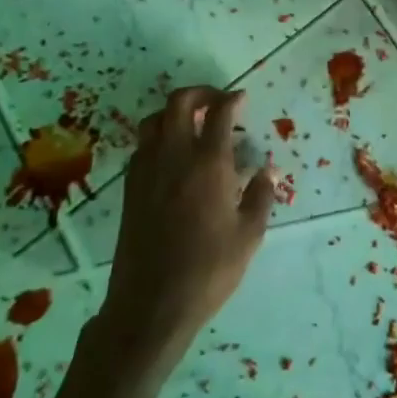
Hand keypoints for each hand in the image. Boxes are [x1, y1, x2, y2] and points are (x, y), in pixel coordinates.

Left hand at [98, 87, 272, 369]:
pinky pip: (142, 146)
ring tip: (193, 125)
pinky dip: (159, 138)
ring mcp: (146, 171)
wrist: (151, 304)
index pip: (219, 113)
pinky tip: (173, 158)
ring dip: (174, 113)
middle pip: (178, 103)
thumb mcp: (249, 235)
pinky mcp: (130, 189)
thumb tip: (267, 171)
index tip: (242, 99)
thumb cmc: (209, 270)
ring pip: (154, 120)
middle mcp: (173, 157)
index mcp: (208, 164)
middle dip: (200, 93)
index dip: (232, 99)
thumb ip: (260, 196)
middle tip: (217, 102)